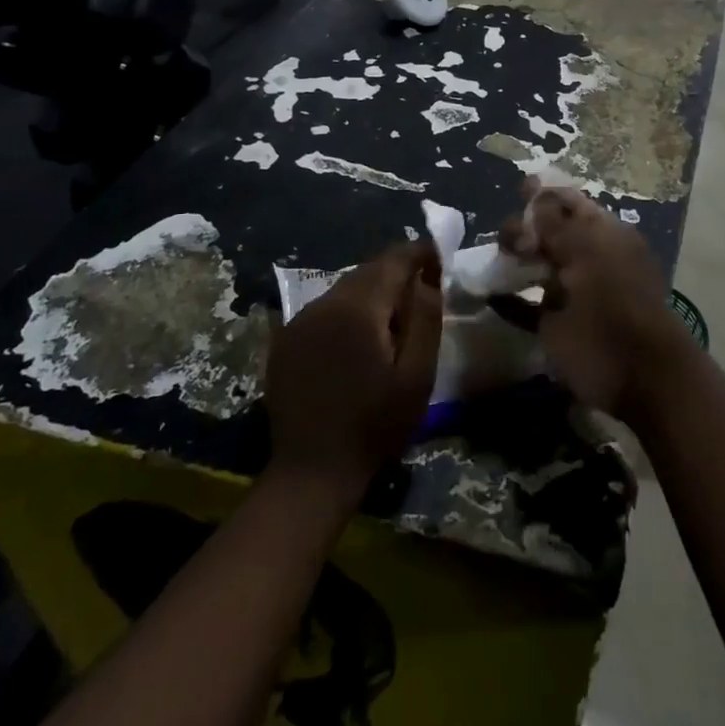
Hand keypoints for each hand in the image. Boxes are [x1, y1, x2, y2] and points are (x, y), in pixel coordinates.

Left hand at [265, 242, 442, 499]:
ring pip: (344, 289)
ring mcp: (299, 321)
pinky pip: (323, 310)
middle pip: (367, 270)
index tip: (439, 260)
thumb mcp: (417, 376)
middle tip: (422, 290)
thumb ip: (425, 319)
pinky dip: (345, 312)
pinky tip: (355, 338)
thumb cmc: (374, 426)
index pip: (393, 259)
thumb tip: (426, 279)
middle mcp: (324, 303)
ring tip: (391, 317)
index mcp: (358, 307)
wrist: (312, 472)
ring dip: (370, 293)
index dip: (419, 253)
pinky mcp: (285, 340)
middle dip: (396, 273)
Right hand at [498, 183, 692, 425]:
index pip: (570, 203)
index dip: (545, 194)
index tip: (518, 188)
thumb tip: (535, 190)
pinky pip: (524, 306)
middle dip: (523, 228)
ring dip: (511, 261)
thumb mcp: (587, 252)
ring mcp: (570, 293)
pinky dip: (506, 300)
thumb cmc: (615, 302)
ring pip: (534, 267)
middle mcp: (586, 258)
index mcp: (603, 235)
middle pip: (548, 232)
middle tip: (507, 241)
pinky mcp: (554, 325)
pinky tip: (488, 295)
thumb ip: (556, 224)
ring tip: (493, 262)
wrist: (636, 374)